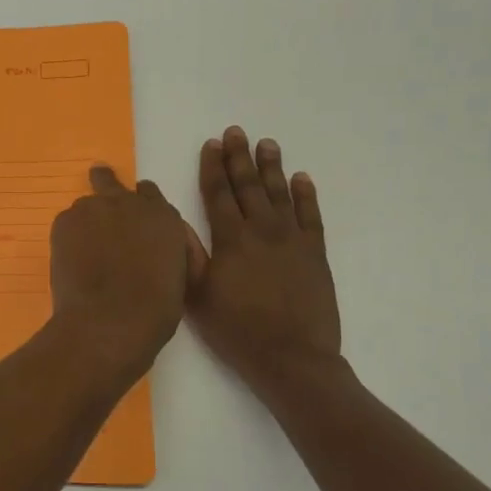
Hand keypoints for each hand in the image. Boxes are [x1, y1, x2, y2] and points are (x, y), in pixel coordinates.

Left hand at [49, 166, 197, 374]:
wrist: (112, 320)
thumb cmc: (155, 310)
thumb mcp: (176, 273)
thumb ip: (161, 248)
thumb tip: (147, 247)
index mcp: (163, 216)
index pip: (148, 193)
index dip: (139, 204)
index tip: (132, 218)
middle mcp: (128, 203)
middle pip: (109, 181)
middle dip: (104, 187)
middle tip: (97, 204)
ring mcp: (93, 208)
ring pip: (86, 206)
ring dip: (86, 222)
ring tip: (84, 251)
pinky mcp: (65, 221)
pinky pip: (67, 223)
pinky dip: (69, 237)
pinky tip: (72, 261)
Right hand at [186, 127, 344, 401]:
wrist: (293, 359)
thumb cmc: (238, 331)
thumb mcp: (198, 297)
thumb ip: (188, 256)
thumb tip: (174, 220)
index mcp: (231, 240)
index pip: (218, 194)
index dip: (213, 167)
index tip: (211, 144)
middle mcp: (262, 231)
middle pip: (248, 186)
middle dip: (240, 157)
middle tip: (236, 131)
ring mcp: (292, 241)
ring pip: (280, 194)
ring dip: (272, 167)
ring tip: (267, 143)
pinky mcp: (315, 254)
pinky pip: (311, 216)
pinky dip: (306, 195)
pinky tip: (302, 178)